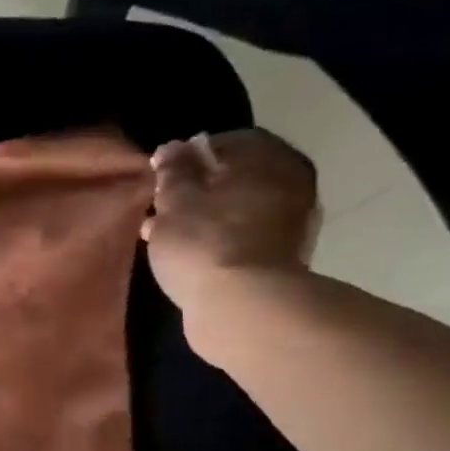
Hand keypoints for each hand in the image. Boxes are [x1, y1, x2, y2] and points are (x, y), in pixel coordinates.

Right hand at [141, 128, 320, 316]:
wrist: (243, 308)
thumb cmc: (204, 243)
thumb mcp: (175, 201)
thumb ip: (173, 171)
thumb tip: (173, 148)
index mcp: (268, 159)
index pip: (225, 142)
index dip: (188, 155)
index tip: (159, 174)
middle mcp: (290, 184)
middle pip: (235, 178)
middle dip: (198, 189)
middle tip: (162, 205)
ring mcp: (290, 226)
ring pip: (237, 210)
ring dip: (205, 218)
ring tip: (168, 234)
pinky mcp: (280, 261)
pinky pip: (241, 239)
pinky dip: (216, 242)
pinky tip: (189, 256)